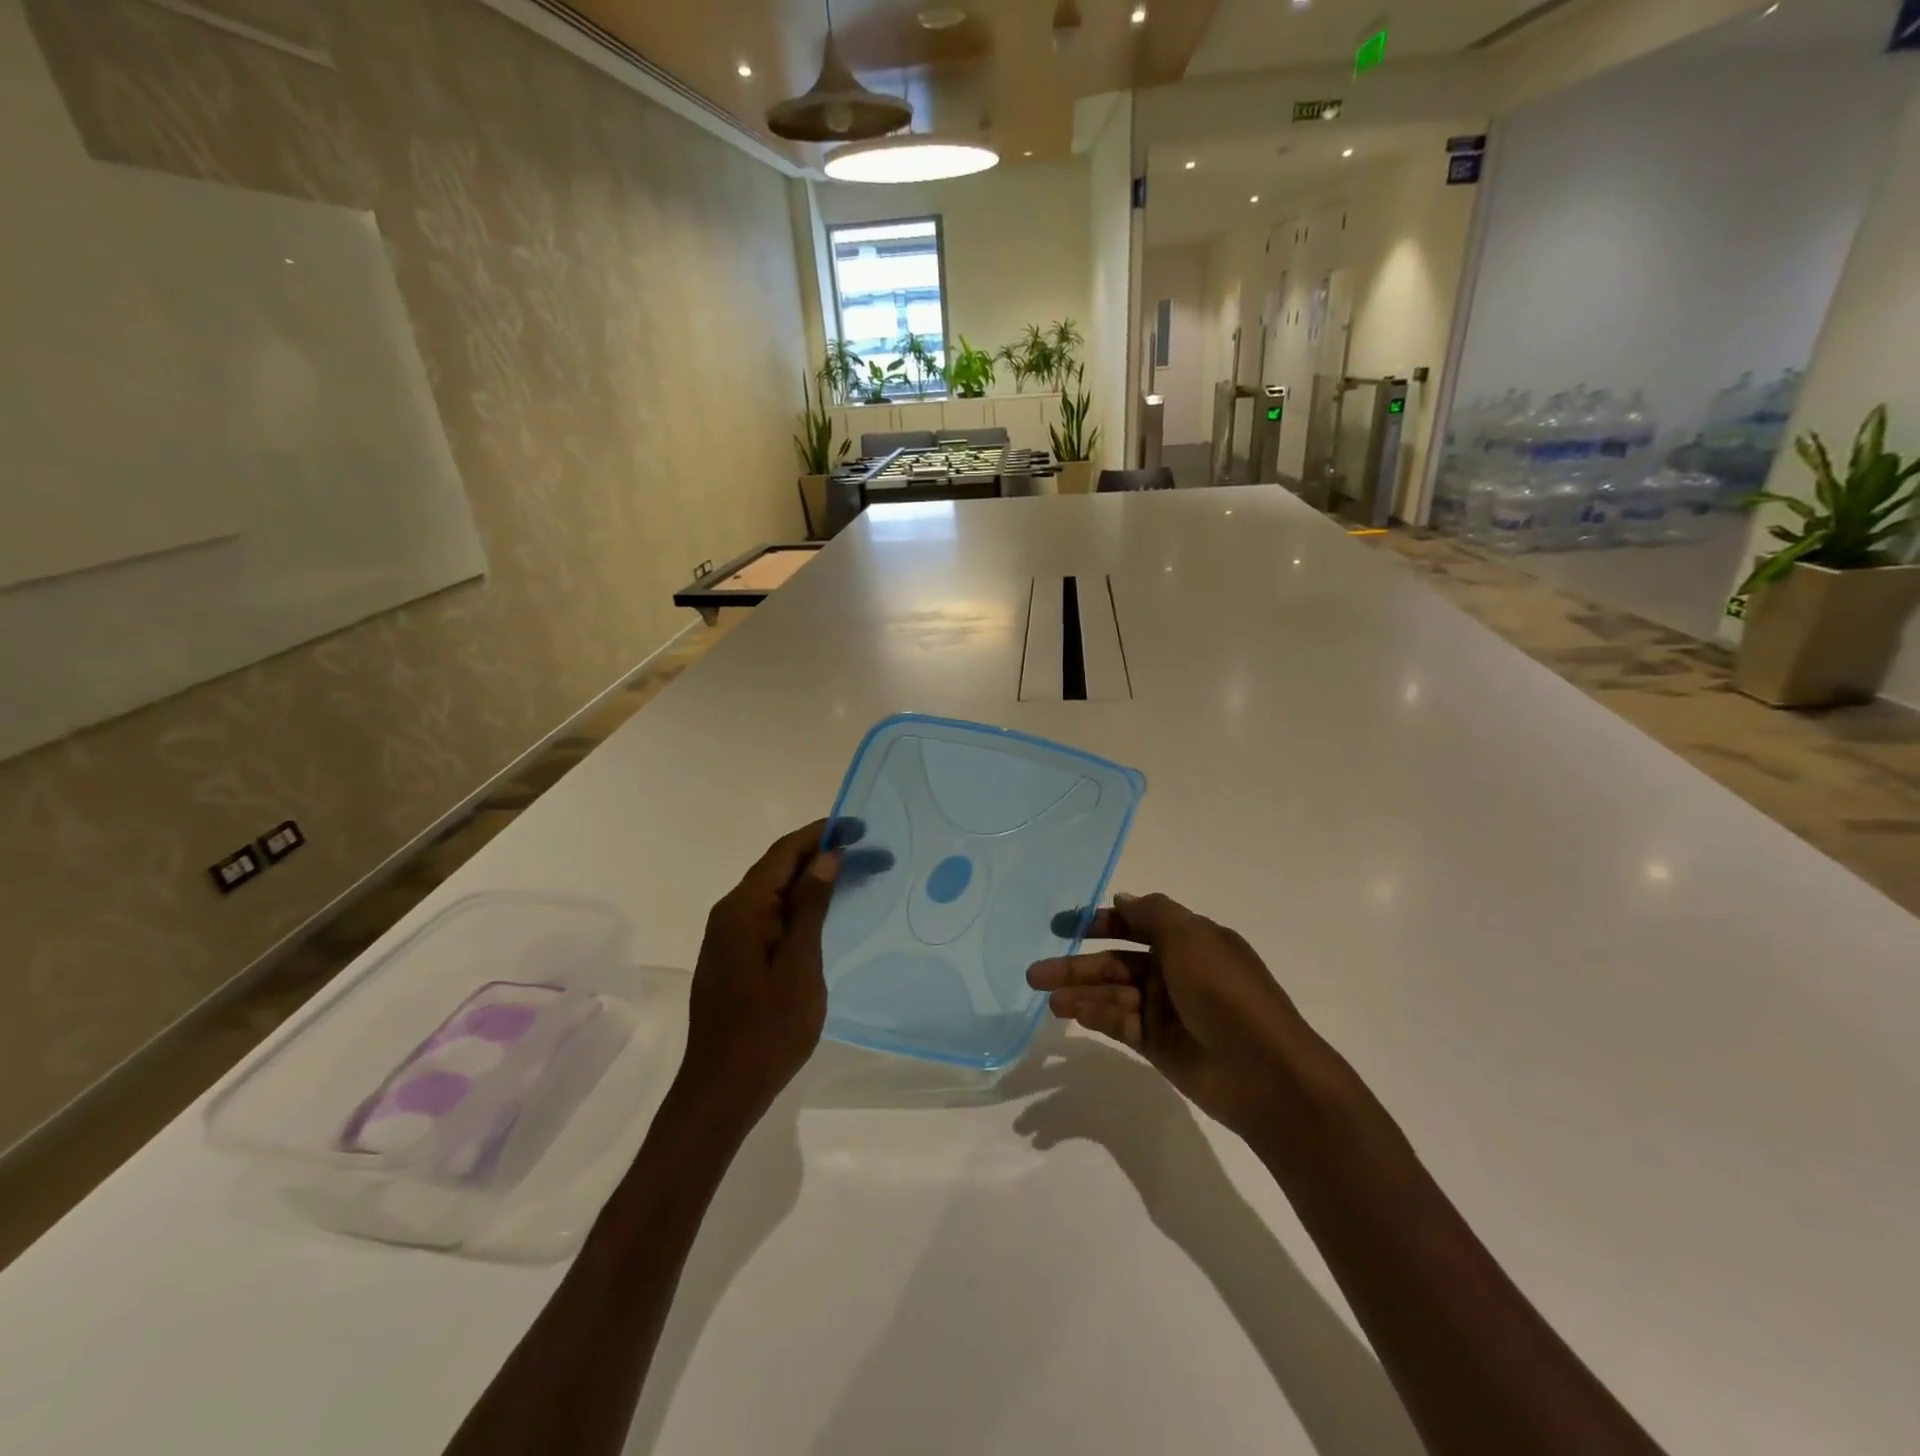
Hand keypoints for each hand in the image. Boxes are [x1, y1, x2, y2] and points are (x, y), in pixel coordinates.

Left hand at [679, 819, 885, 1125]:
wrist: (722, 1091)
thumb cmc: (767, 1030)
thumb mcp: (799, 966)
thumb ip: (811, 908)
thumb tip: (827, 857)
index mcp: (743, 909)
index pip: (783, 853)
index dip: (820, 833)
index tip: (858, 825)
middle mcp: (730, 913)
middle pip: (777, 868)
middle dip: (821, 854)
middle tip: (869, 851)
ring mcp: (729, 936)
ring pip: (774, 892)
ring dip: (812, 879)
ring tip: (855, 874)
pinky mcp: (735, 957)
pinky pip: (770, 915)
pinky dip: (800, 905)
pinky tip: (825, 912)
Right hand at [1028, 892, 1318, 1141]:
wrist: (1264, 1071)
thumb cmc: (1225, 992)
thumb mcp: (1191, 937)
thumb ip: (1152, 914)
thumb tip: (1122, 900)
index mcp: (1187, 940)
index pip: (1135, 923)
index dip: (1098, 922)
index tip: (1061, 926)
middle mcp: (1173, 971)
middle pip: (1115, 962)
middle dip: (1076, 965)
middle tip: (1036, 973)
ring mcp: (1165, 1010)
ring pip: (1112, 994)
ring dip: (1080, 994)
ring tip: (1048, 999)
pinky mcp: (1158, 1045)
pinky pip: (1119, 1024)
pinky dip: (1095, 1017)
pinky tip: (1070, 1014)